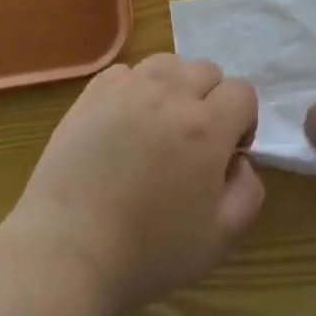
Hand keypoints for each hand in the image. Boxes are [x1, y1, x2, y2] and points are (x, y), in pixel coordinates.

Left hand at [2, 54, 265, 315]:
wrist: (67, 252)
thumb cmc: (148, 251)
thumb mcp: (220, 238)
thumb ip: (248, 192)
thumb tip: (240, 162)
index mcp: (207, 127)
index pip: (242, 92)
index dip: (243, 121)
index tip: (227, 154)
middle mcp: (171, 95)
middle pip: (207, 71)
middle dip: (211, 101)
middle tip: (193, 142)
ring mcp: (128, 90)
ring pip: (168, 63)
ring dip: (175, 86)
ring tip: (160, 124)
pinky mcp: (92, 95)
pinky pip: (127, 72)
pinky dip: (135, 88)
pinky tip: (124, 123)